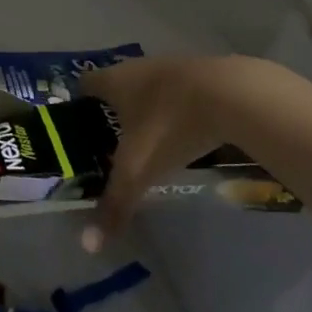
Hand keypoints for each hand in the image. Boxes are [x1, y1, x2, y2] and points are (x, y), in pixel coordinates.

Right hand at [80, 55, 251, 250]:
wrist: (233, 93)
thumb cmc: (170, 124)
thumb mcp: (139, 169)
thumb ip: (114, 203)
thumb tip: (87, 244)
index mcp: (113, 81)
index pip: (83, 86)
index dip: (78, 107)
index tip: (78, 133)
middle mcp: (136, 67)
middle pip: (115, 87)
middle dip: (112, 113)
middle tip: (111, 146)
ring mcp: (170, 67)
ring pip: (148, 89)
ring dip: (146, 111)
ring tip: (148, 143)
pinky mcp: (201, 74)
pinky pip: (178, 93)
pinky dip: (176, 111)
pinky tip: (185, 134)